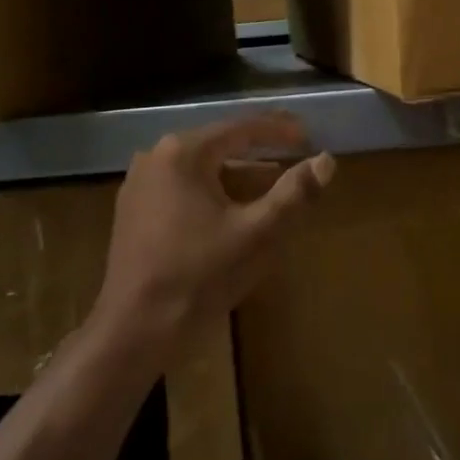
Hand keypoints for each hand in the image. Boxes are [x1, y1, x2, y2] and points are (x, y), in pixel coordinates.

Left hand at [93, 111, 334, 361]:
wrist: (134, 330)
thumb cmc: (200, 274)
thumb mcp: (257, 233)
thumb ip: (294, 193)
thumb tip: (326, 161)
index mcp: (183, 153)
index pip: (241, 129)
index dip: (279, 130)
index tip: (309, 136)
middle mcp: (155, 158)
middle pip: (219, 148)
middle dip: (259, 156)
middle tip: (294, 160)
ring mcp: (139, 185)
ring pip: (201, 171)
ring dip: (237, 179)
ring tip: (272, 191)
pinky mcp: (133, 212)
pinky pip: (183, 190)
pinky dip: (213, 195)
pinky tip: (233, 215)